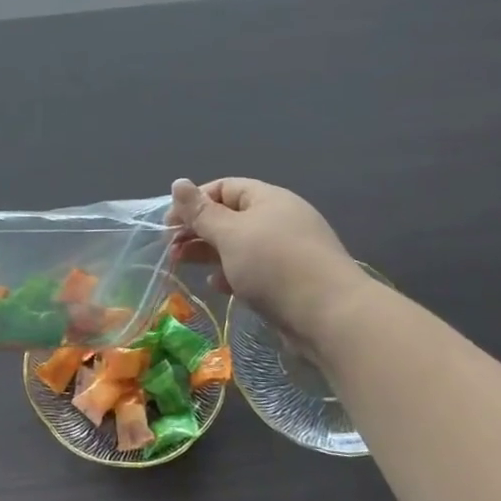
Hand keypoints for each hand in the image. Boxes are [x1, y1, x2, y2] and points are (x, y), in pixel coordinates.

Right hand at [168, 178, 369, 349]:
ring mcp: (288, 250)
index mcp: (268, 198)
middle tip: (171, 249)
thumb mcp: (230, 234)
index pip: (223, 187)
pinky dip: (232, 273)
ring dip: (210, 253)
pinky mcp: (292, 280)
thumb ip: (201, 211)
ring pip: (240, 244)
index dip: (194, 202)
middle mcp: (280, 218)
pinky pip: (254, 269)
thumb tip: (178, 182)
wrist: (332, 317)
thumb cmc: (274, 265)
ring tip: (184, 266)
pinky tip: (219, 286)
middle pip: (230, 216)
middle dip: (198, 230)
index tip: (168, 224)